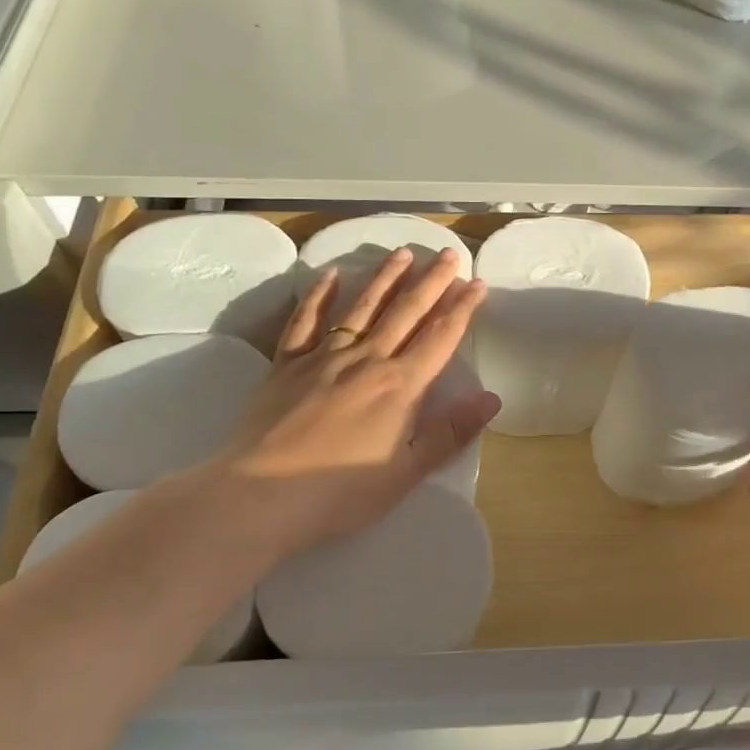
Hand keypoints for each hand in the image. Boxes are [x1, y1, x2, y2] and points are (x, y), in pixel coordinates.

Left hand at [194, 245, 499, 552]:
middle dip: (431, 282)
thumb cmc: (339, 492)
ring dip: (385, 278)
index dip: (462, 309)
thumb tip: (491, 398)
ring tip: (404, 253)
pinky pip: (305, 320)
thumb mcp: (405, 473)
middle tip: (449, 254)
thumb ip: (449, 433)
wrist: (258, 496)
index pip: (440, 338)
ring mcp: (323, 357)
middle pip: (405, 312)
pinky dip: (318, 295)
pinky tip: (331, 275)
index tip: (478, 282)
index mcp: (399, 387)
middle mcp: (366, 360)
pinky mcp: (286, 364)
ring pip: (361, 307)